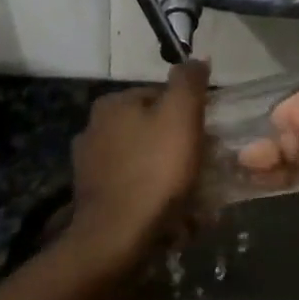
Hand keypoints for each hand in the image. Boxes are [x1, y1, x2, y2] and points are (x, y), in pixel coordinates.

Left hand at [65, 61, 209, 279]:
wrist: (116, 240)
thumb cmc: (155, 171)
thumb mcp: (182, 115)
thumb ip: (190, 82)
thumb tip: (197, 59)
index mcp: (112, 104)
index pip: (161, 96)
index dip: (190, 113)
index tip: (208, 136)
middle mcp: (94, 129)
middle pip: (152, 129)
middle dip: (179, 145)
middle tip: (205, 166)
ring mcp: (90, 167)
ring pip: (144, 160)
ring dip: (168, 174)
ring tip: (194, 197)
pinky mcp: (94, 199)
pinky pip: (134, 188)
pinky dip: (153, 196)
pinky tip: (172, 215)